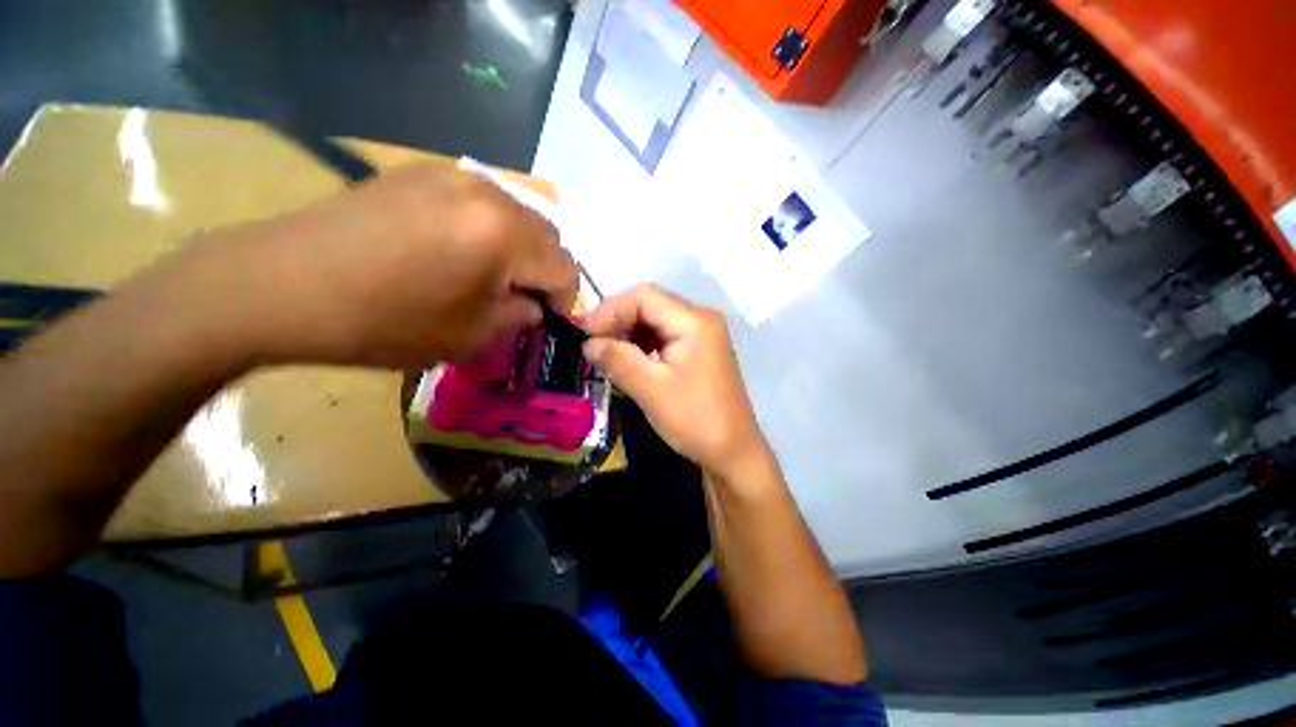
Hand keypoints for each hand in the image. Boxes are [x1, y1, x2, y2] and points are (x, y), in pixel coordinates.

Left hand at [166, 161, 576, 367]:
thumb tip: (532, 305)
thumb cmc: (384, 322)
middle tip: (519, 300)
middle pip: (548, 236)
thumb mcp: (470, 336)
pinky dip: (489, 229)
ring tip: (489, 276)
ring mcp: (453, 175)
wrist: (281, 285)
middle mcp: (489, 194)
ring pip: (518, 216)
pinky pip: (481, 201)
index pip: (565, 268)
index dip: (564, 300)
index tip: (545, 319)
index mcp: (504, 236)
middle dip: (544, 272)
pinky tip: (457, 250)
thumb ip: (519, 317)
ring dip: (519, 250)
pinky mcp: (422, 172)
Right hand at [583, 285, 766, 472]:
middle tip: (592, 344)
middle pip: (650, 304)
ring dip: (628, 332)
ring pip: (656, 320)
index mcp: (694, 321)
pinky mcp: (699, 350)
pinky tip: (627, 359)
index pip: (644, 296)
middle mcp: (701, 319)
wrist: (733, 451)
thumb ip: (617, 359)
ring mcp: (702, 334)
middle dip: (618, 320)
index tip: (585, 334)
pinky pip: (665, 336)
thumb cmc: (695, 419)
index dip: (611, 309)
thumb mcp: (651, 389)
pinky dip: (643, 344)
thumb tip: (587, 343)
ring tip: (605, 352)